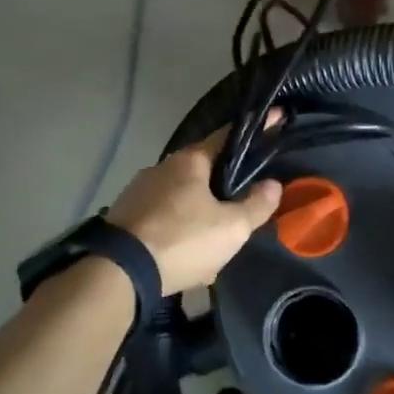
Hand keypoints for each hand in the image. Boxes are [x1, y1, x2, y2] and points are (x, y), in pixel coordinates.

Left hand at [106, 123, 282, 293]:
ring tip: (213, 247)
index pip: (227, 136)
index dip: (255, 132)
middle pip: (202, 172)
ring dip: (198, 219)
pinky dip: (177, 234)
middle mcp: (161, 168)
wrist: (118, 273)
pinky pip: (161, 220)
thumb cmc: (182, 241)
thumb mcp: (231, 228)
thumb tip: (273, 184)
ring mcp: (137, 192)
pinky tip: (185, 260)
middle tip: (241, 211)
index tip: (275, 120)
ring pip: (181, 201)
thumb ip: (256, 205)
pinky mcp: (123, 217)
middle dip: (222, 190)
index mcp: (189, 162)